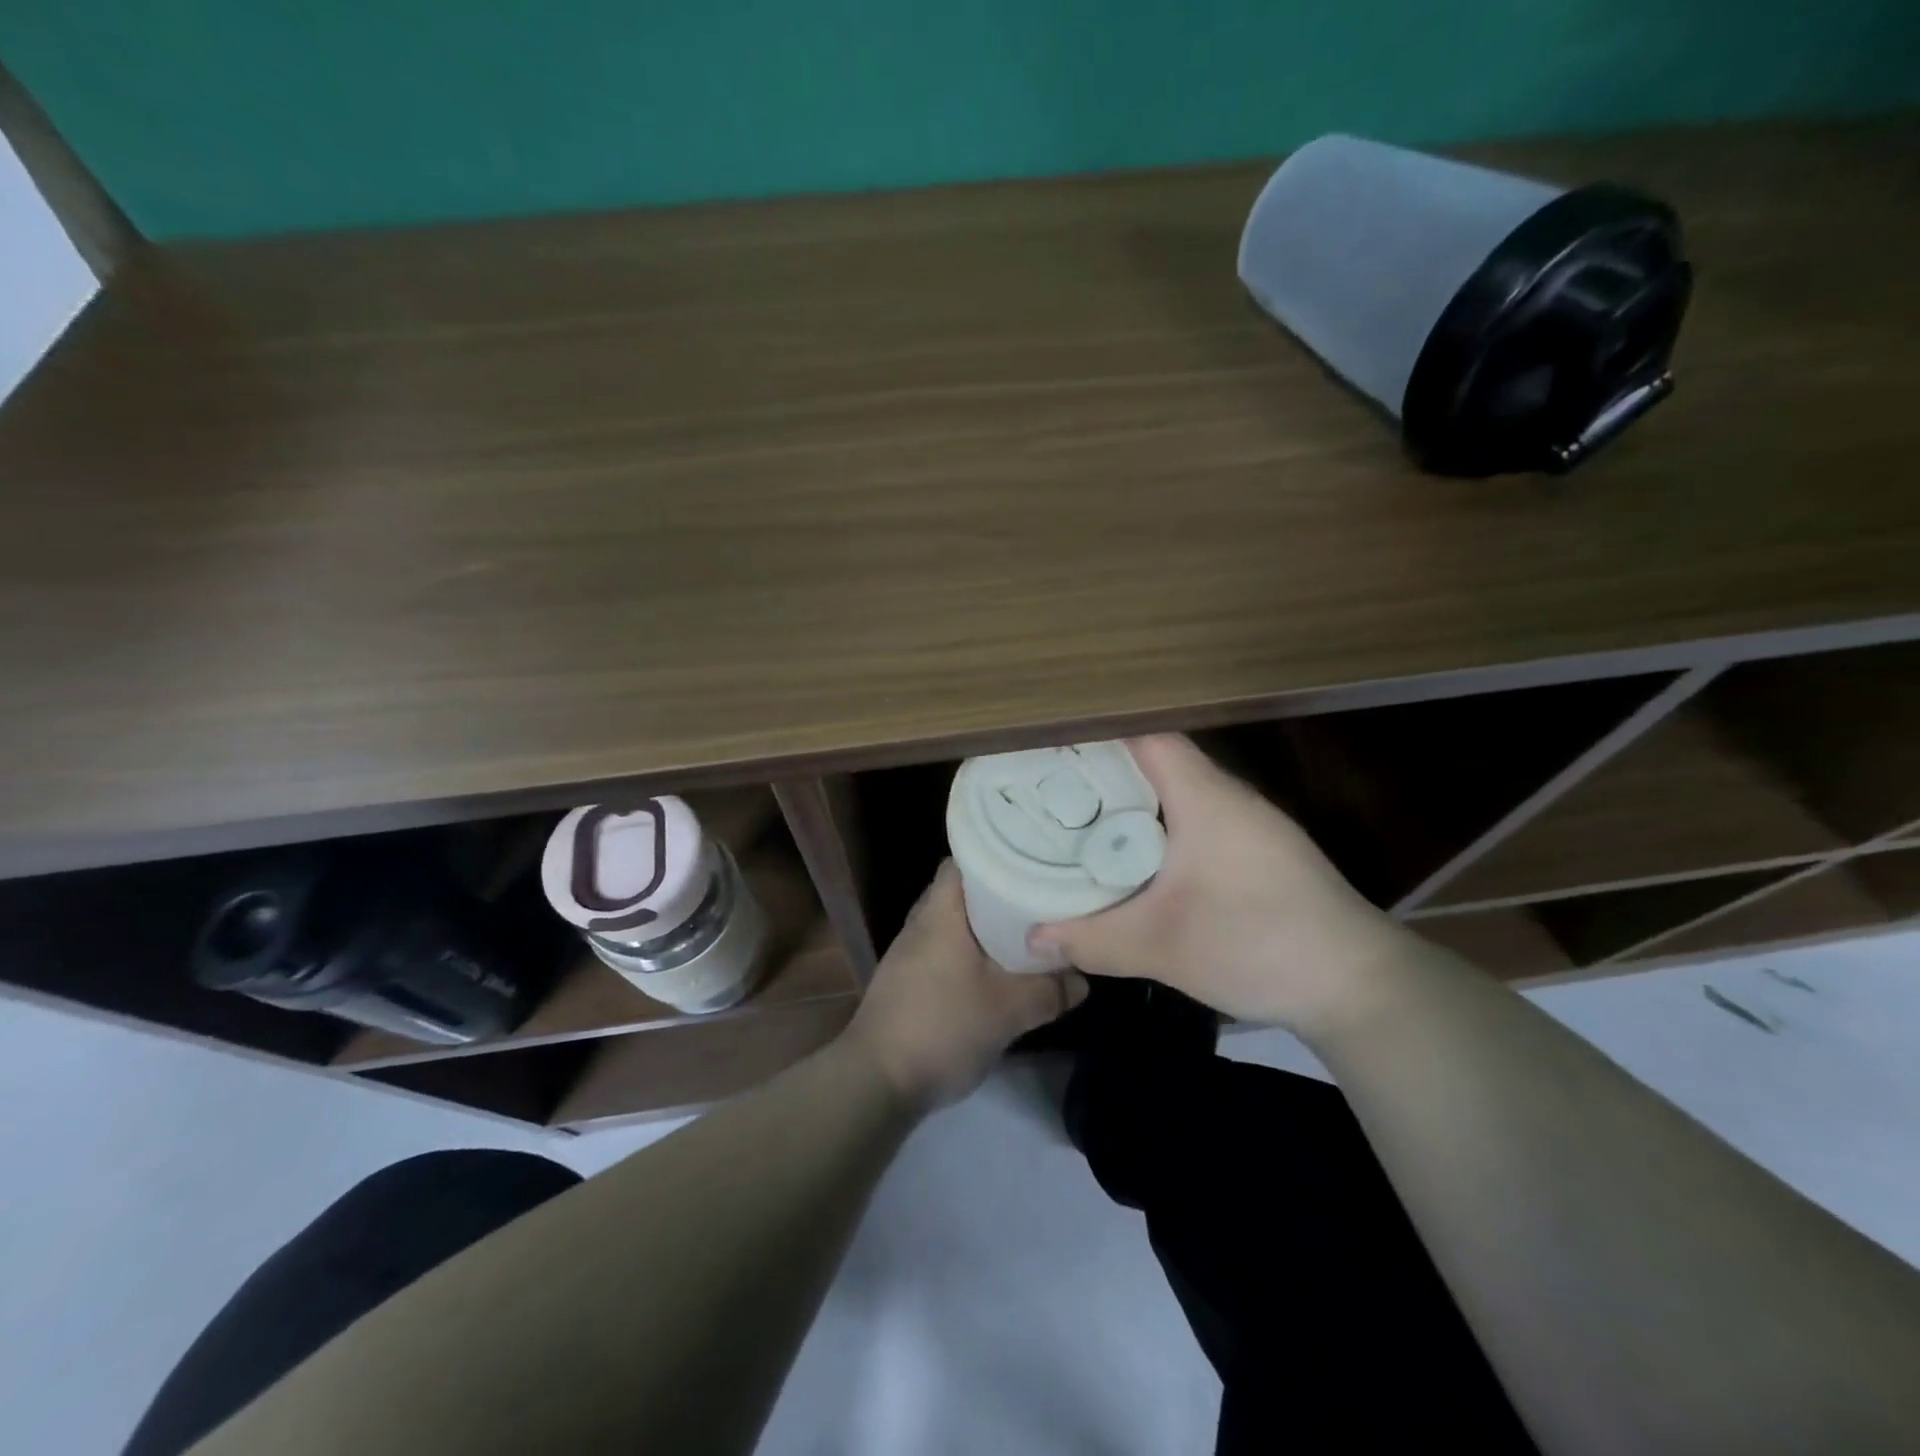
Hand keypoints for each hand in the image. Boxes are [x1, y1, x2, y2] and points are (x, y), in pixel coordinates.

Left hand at [846, 861, 1088, 1109]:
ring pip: (954, 923)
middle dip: (999, 892)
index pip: (965, 859)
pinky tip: (995, 970)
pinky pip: (945, 949)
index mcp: (940, 912)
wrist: (876, 1081)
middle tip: (1039, 895)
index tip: (1033, 859)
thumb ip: (1049, 992)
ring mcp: (910, 952)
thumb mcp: (1007, 1012)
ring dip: (985, 926)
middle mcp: (921, 922)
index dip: (997, 853)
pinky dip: (970, 951)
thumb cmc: (942, 1028)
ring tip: (1026, 930)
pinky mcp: (907, 979)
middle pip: (962, 891)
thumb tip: (1083, 979)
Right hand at [1028, 734, 1417, 1033]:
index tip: (1048, 745)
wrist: (1360, 986)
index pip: (1144, 736)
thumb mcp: (1161, 947)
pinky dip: (1159, 827)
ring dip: (1132, 801)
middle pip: (1156, 760)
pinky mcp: (1260, 851)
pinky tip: (1135, 859)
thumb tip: (1031, 939)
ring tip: (1078, 818)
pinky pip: (1196, 819)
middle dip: (1102, 769)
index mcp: (1204, 797)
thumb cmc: (1257, 944)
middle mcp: (1228, 797)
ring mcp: (1249, 824)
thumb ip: (1090, 939)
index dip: (1096, 733)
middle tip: (1047, 786)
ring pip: (1177, 792)